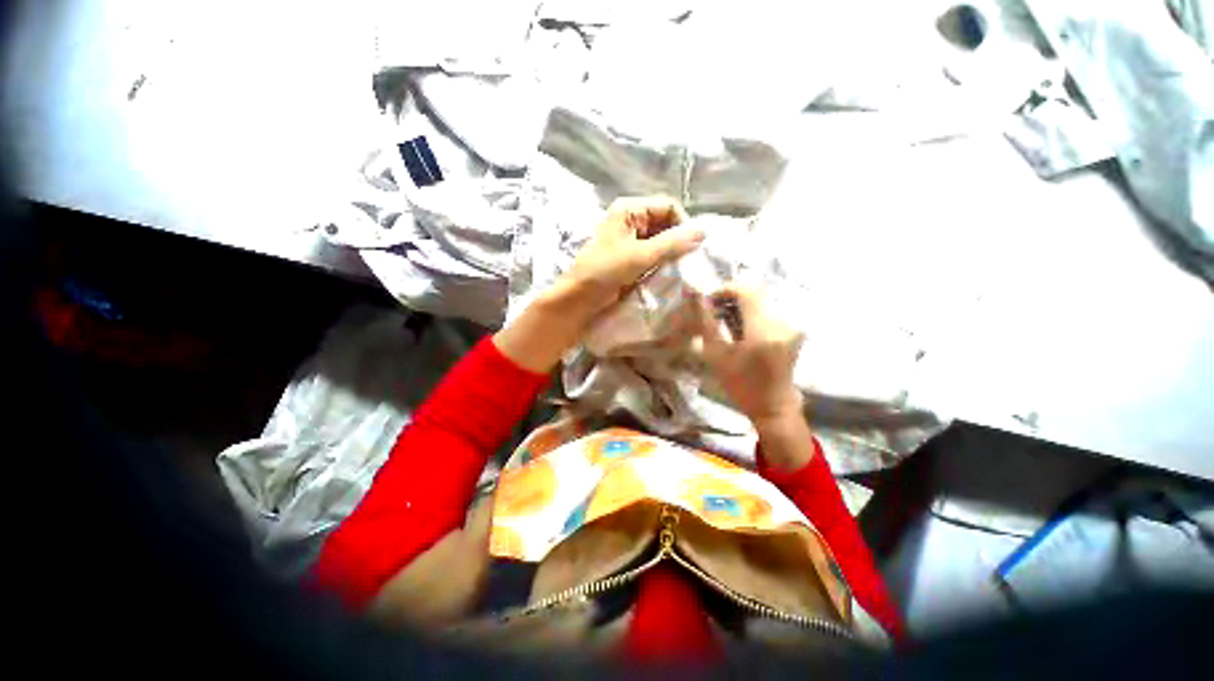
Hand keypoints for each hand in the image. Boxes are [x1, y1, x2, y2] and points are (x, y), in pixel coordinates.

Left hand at [556, 196, 704, 316]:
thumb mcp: (640, 256)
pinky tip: (666, 275)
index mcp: (629, 209)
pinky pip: (653, 255)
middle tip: (686, 262)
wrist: (579, 299)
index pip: (668, 207)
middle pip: (665, 223)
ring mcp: (630, 239)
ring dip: (670, 254)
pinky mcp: (630, 257)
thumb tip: (704, 230)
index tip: (690, 249)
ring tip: (677, 270)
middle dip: (677, 241)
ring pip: (660, 241)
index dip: (682, 225)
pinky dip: (661, 263)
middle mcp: (631, 220)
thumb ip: (672, 243)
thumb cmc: (604, 272)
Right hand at [697, 285, 804, 424]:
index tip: (708, 301)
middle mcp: (782, 322)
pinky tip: (739, 328)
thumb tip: (697, 296)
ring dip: (739, 306)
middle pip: (754, 294)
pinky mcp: (792, 329)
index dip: (725, 290)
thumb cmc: (740, 385)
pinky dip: (750, 314)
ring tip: (723, 322)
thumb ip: (706, 322)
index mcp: (763, 329)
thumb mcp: (716, 355)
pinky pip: (768, 311)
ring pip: (760, 301)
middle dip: (730, 298)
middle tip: (712, 312)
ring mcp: (791, 325)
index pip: (746, 291)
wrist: (772, 406)